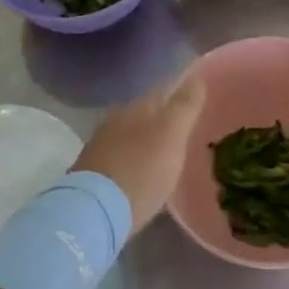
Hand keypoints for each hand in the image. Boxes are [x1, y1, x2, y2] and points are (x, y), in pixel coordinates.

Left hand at [72, 73, 206, 233]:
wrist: (94, 211)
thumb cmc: (141, 171)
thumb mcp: (172, 137)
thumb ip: (185, 106)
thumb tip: (197, 76)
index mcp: (137, 107)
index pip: (163, 91)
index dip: (180, 95)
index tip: (196, 103)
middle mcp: (116, 118)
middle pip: (145, 113)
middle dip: (162, 120)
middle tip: (183, 133)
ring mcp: (100, 143)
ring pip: (130, 134)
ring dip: (145, 141)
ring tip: (163, 156)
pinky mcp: (91, 169)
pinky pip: (118, 156)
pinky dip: (132, 159)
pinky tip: (140, 173)